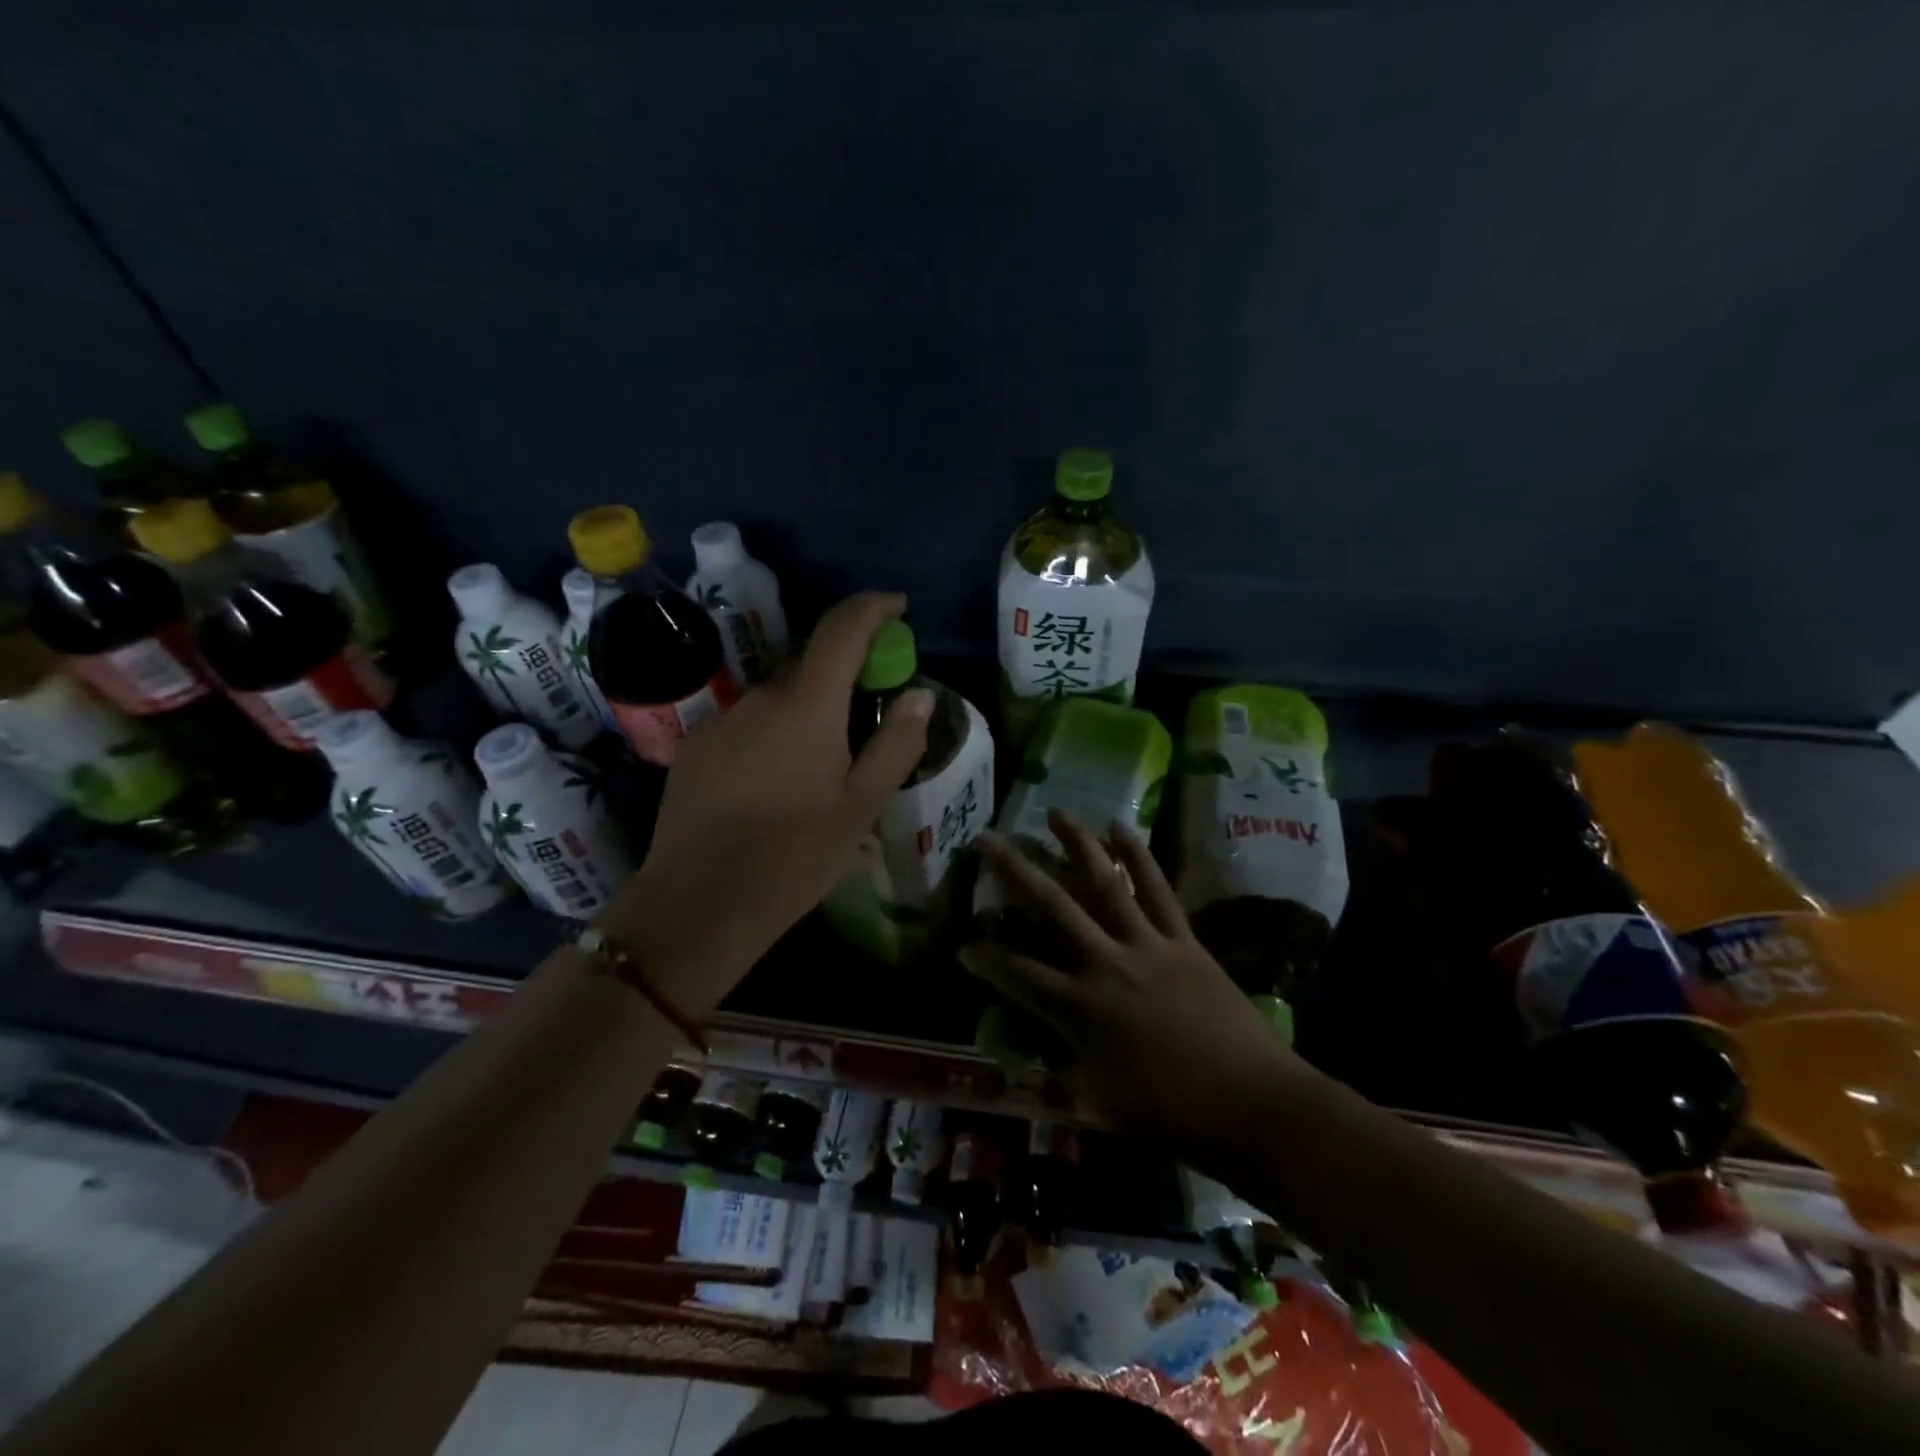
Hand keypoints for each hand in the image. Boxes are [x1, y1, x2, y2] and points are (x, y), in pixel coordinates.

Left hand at [608, 592, 932, 1013]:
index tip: (896, 607)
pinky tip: (772, 789)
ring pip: (778, 703)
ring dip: (804, 717)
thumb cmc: (795, 856)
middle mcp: (760, 697)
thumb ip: (896, 744)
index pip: (842, 629)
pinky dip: (770, 738)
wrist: (699, 903)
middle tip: (865, 726)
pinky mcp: (695, 748)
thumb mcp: (861, 807)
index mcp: (808, 705)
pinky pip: (746, 727)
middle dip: (843, 681)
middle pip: (811, 670)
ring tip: (817, 774)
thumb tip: (919, 695)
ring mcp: (721, 721)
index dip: (872, 608)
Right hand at [962, 808, 1299, 1154]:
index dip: (985, 960)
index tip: (962, 943)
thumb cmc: (1175, 1115)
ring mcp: (1147, 945)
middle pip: (1052, 908)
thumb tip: (1038, 1055)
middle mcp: (1106, 965)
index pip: (1018, 976)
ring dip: (1078, 844)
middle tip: (987, 840)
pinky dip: (1139, 857)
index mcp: (1082, 1010)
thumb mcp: (1104, 1104)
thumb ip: (1065, 1072)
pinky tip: (1121, 828)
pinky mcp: (1184, 940)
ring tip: (1056, 812)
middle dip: (1015, 871)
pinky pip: (1158, 890)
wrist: (1255, 1105)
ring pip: (1105, 884)